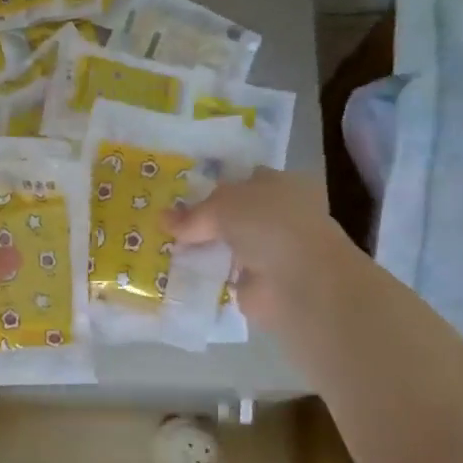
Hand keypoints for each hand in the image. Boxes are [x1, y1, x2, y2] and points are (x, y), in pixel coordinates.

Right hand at [169, 169, 369, 338]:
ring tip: (166, 246)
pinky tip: (181, 272)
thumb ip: (194, 214)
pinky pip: (227, 273)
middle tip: (168, 221)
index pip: (245, 180)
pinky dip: (209, 274)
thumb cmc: (269, 225)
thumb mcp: (223, 206)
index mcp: (281, 185)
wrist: (299, 281)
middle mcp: (280, 215)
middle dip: (207, 219)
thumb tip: (162, 219)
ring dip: (207, 247)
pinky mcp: (261, 282)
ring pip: (231, 243)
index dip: (216, 186)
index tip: (182, 193)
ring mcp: (272, 251)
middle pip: (236, 213)